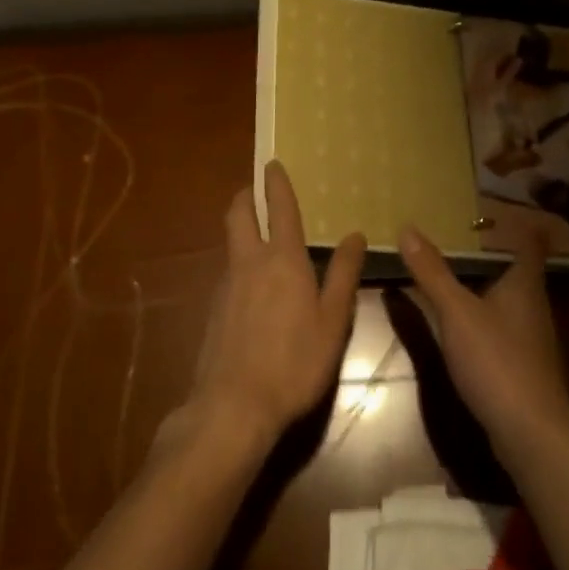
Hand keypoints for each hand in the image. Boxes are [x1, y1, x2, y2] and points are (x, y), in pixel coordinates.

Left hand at [175, 160, 365, 453]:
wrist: (234, 405)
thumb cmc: (295, 361)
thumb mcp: (332, 320)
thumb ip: (343, 275)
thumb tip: (354, 235)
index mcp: (283, 259)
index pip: (279, 208)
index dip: (276, 183)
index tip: (272, 163)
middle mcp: (249, 262)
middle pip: (238, 215)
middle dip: (245, 196)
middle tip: (254, 189)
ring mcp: (226, 285)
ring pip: (231, 244)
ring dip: (241, 230)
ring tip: (259, 236)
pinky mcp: (213, 310)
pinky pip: (228, 273)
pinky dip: (240, 264)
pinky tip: (252, 288)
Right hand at [397, 224, 568, 450]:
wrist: (531, 433)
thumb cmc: (496, 360)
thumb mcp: (456, 312)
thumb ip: (432, 272)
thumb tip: (407, 228)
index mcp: (524, 284)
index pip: (531, 243)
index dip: (520, 225)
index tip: (497, 212)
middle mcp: (534, 305)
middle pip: (520, 271)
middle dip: (496, 255)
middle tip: (463, 239)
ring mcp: (532, 338)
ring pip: (512, 301)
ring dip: (489, 288)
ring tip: (458, 277)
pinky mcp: (525, 367)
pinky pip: (505, 329)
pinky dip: (487, 318)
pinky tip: (466, 327)